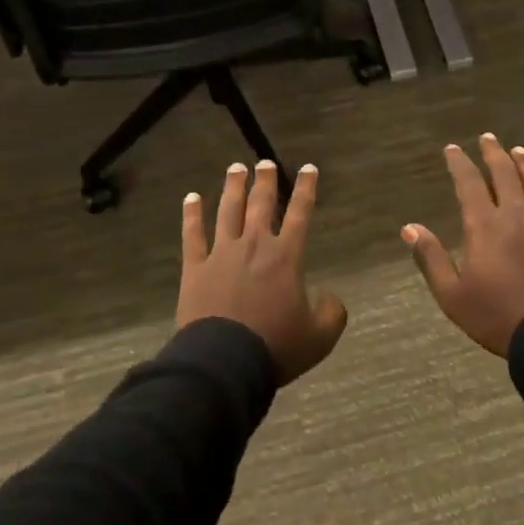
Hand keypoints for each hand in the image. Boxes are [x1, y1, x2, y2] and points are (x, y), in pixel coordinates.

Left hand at [177, 160, 347, 385]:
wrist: (224, 362)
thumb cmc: (276, 346)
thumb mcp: (320, 336)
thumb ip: (332, 311)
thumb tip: (328, 297)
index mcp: (286, 256)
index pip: (300, 213)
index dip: (305, 188)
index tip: (308, 168)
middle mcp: (254, 245)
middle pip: (260, 204)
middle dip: (265, 181)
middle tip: (265, 163)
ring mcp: (221, 254)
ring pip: (227, 211)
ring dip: (232, 188)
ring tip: (235, 168)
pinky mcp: (195, 269)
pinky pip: (192, 235)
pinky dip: (192, 215)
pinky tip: (191, 198)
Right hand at [402, 134, 523, 357]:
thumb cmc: (495, 315)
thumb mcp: (452, 294)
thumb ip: (431, 257)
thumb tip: (409, 228)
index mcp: (484, 225)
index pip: (469, 184)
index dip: (459, 163)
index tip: (452, 149)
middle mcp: (516, 215)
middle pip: (505, 175)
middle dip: (494, 154)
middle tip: (488, 138)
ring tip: (518, 151)